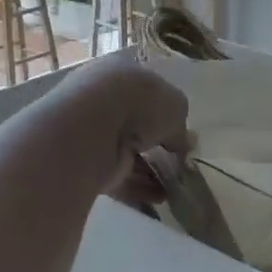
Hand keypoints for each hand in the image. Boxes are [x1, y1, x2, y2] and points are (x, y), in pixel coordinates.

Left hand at [49, 54, 190, 195]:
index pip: (143, 89)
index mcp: (119, 72)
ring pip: (125, 152)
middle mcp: (101, 98)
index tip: (179, 129)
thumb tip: (186, 142)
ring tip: (174, 185)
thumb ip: (181, 124)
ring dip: (149, 170)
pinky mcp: (85, 164)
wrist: (90, 129)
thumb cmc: (136, 102)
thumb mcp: (174, 105)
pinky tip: (159, 199)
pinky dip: (137, 188)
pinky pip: (116, 176)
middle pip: (133, 123)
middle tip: (178, 160)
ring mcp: (90, 132)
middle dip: (156, 144)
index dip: (163, 108)